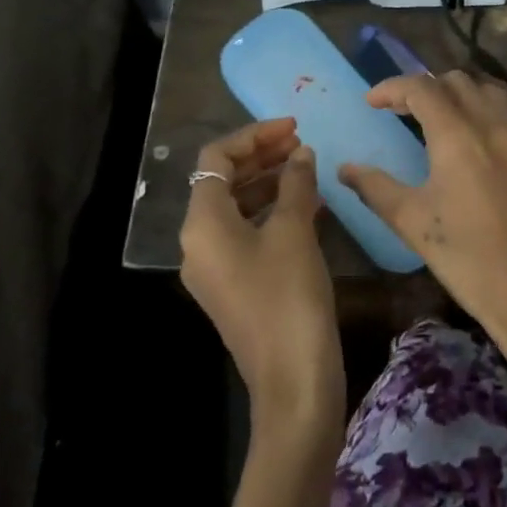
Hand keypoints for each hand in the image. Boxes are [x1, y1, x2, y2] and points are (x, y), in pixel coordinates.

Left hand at [180, 119, 344, 432]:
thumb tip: (301, 153)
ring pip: (236, 208)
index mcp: (202, 225)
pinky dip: (272, 212)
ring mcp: (215, 268)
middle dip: (261, 156)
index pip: (216, 159)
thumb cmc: (289, 297)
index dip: (254, 135)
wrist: (293, 379)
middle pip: (222, 182)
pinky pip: (247, 233)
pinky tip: (307, 206)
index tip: (294, 126)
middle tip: (302, 143)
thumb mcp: (295, 232)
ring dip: (268, 182)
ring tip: (307, 169)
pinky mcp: (235, 286)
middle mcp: (198, 243)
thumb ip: (296, 184)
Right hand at [338, 72, 506, 379]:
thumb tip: (346, 169)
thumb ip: (376, 188)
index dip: (392, 87)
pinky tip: (480, 155)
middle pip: (459, 83)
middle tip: (404, 112)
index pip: (422, 88)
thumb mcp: (414, 224)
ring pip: (491, 96)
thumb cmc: (470, 262)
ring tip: (442, 122)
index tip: (372, 102)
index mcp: (460, 137)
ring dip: (461, 97)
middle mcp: (497, 128)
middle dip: (426, 88)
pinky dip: (488, 121)